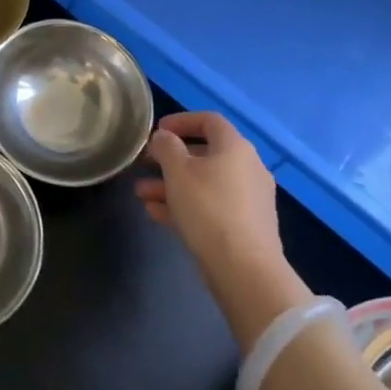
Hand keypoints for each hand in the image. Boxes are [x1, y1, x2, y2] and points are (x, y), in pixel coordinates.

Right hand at [137, 112, 303, 346]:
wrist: (244, 269)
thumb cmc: (208, 208)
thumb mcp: (178, 171)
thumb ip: (167, 147)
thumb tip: (164, 137)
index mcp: (235, 147)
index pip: (209, 121)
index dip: (181, 121)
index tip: (157, 130)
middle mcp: (247, 168)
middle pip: (205, 154)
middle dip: (170, 159)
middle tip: (144, 164)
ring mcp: (249, 199)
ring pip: (204, 184)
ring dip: (172, 185)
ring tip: (141, 194)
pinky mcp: (245, 226)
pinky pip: (211, 207)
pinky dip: (185, 206)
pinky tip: (156, 214)